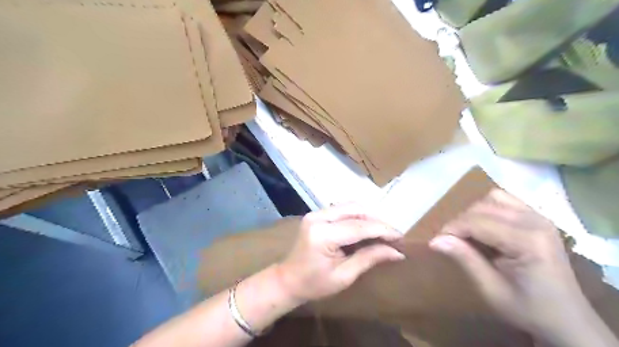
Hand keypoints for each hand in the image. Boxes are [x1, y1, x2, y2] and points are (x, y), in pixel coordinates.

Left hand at [277, 204, 403, 304]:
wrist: (288, 280)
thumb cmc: (315, 284)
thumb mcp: (344, 276)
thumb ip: (369, 258)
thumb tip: (397, 252)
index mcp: (323, 235)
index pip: (359, 226)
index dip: (383, 230)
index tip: (401, 238)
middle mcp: (318, 217)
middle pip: (356, 210)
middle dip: (377, 221)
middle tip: (393, 236)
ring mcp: (316, 213)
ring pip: (350, 206)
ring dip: (369, 217)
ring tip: (382, 232)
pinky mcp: (316, 214)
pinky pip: (342, 209)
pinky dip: (358, 216)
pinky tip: (367, 227)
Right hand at [428, 189, 596, 344]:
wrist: (568, 319)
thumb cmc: (529, 309)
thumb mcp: (491, 289)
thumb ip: (465, 259)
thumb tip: (434, 240)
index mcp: (528, 241)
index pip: (477, 222)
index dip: (452, 229)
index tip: (436, 242)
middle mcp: (535, 221)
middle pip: (482, 207)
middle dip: (460, 221)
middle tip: (450, 241)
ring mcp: (539, 216)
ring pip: (492, 198)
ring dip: (473, 213)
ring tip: (468, 234)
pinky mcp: (538, 217)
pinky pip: (504, 200)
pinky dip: (488, 209)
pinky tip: (485, 227)